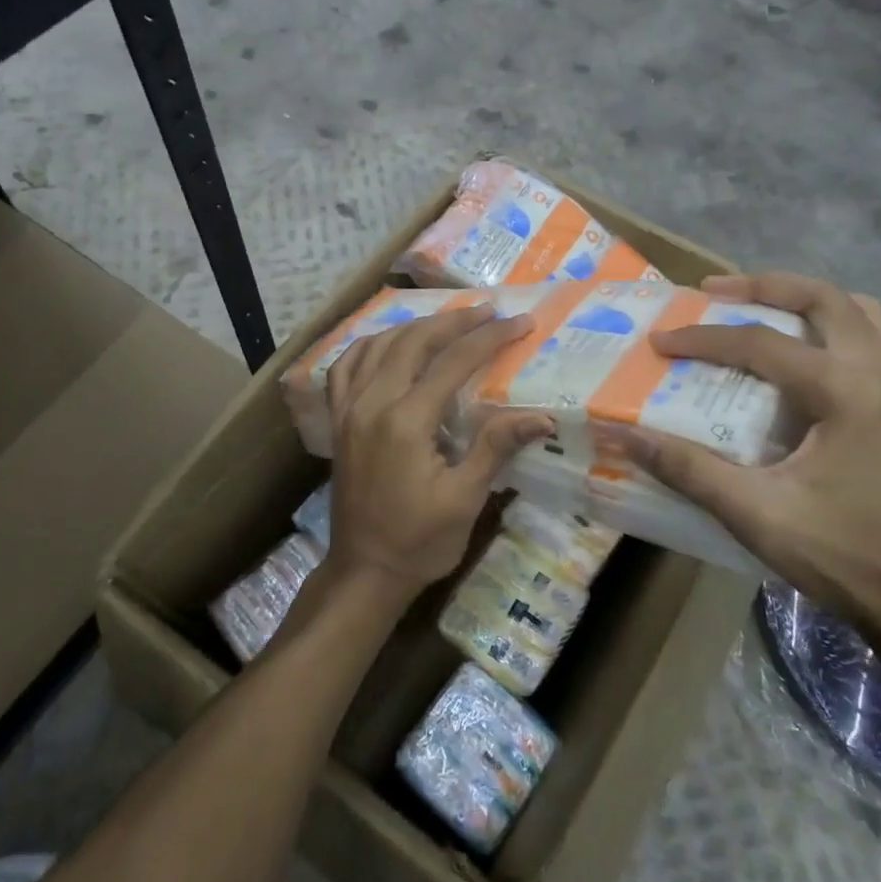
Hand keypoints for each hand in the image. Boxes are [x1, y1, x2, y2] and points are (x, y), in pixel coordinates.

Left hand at [325, 305, 554, 602]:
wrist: (365, 571)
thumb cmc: (420, 541)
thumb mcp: (464, 499)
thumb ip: (495, 448)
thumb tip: (541, 417)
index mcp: (406, 421)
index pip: (453, 363)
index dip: (489, 338)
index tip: (520, 321)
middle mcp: (372, 404)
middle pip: (413, 342)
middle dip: (453, 321)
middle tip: (488, 310)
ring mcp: (349, 410)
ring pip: (378, 346)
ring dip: (415, 327)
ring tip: (447, 321)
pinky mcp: (339, 421)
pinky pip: (346, 367)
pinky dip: (369, 345)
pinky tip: (387, 343)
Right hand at [607, 272, 880, 639]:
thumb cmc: (836, 553)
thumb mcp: (752, 512)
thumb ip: (686, 468)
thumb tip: (624, 434)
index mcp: (848, 393)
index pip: (762, 344)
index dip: (703, 339)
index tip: (659, 341)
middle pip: (824, 299)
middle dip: (764, 286)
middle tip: (713, 291)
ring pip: (856, 311)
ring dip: (804, 300)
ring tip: (757, 308)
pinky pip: (867, 338)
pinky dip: (827, 327)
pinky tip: (796, 355)